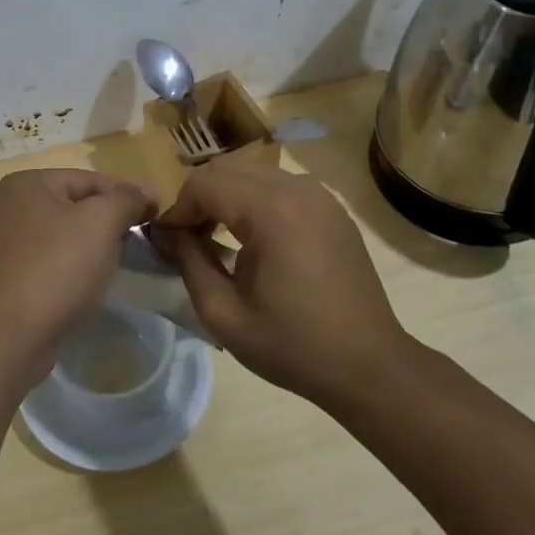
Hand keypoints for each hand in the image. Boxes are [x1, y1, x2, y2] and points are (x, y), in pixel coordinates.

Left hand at [0, 169, 157, 380]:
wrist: (7, 338)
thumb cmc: (56, 269)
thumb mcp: (101, 223)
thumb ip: (126, 199)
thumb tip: (148, 190)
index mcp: (27, 184)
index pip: (90, 179)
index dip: (127, 196)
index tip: (156, 217)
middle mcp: (8, 207)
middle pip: (75, 206)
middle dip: (108, 224)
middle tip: (137, 245)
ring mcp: (2, 245)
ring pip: (63, 237)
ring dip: (91, 249)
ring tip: (114, 268)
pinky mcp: (5, 279)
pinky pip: (48, 263)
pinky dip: (70, 271)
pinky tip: (84, 289)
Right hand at [154, 157, 409, 409]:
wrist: (369, 366)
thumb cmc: (293, 346)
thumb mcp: (224, 313)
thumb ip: (187, 262)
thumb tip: (165, 233)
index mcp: (271, 210)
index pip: (204, 182)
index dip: (177, 209)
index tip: (166, 243)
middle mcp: (297, 188)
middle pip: (226, 169)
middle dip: (198, 198)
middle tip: (187, 240)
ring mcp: (319, 195)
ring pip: (252, 173)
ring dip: (225, 197)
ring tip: (216, 239)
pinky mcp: (330, 207)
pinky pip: (278, 186)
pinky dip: (253, 201)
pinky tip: (251, 240)